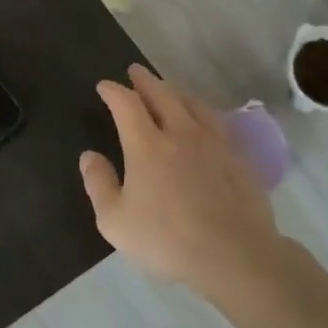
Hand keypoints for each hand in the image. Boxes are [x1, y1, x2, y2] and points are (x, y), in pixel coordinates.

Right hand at [80, 64, 283, 301]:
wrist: (235, 256)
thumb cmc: (167, 240)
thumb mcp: (115, 220)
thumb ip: (98, 184)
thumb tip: (89, 156)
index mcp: (146, 145)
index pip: (126, 104)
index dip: (113, 91)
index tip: (104, 86)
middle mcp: (180, 133)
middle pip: (162, 95)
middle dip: (145, 80)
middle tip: (135, 71)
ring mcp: (214, 144)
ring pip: (193, 104)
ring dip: (175, 92)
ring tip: (168, 90)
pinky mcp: (238, 159)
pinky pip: (217, 123)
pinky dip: (202, 112)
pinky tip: (204, 121)